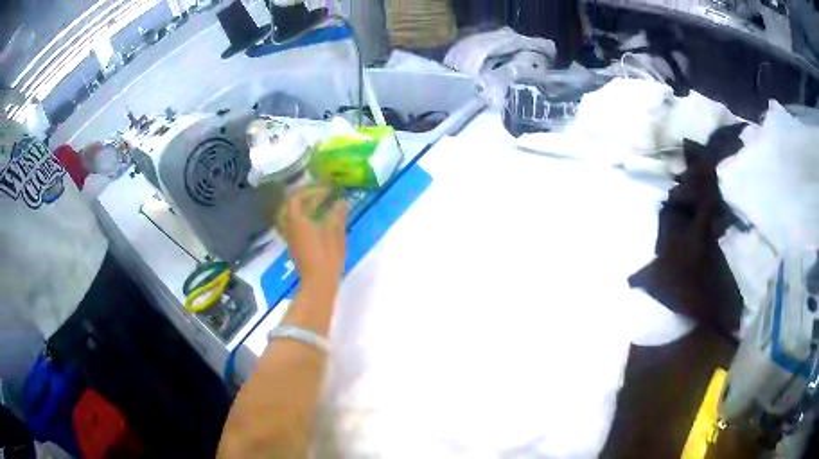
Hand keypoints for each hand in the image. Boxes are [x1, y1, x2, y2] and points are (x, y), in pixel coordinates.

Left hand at [281, 186, 345, 293]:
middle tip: (326, 195)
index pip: (297, 198)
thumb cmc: (326, 256)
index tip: (325, 189)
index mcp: (297, 221)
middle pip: (295, 208)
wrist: (318, 283)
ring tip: (326, 208)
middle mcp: (290, 228)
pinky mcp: (296, 249)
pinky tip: (322, 224)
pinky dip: (309, 221)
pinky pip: (299, 228)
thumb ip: (337, 215)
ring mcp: (292, 239)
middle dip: (310, 199)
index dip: (310, 191)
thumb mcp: (335, 233)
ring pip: (297, 218)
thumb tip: (341, 201)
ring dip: (309, 210)